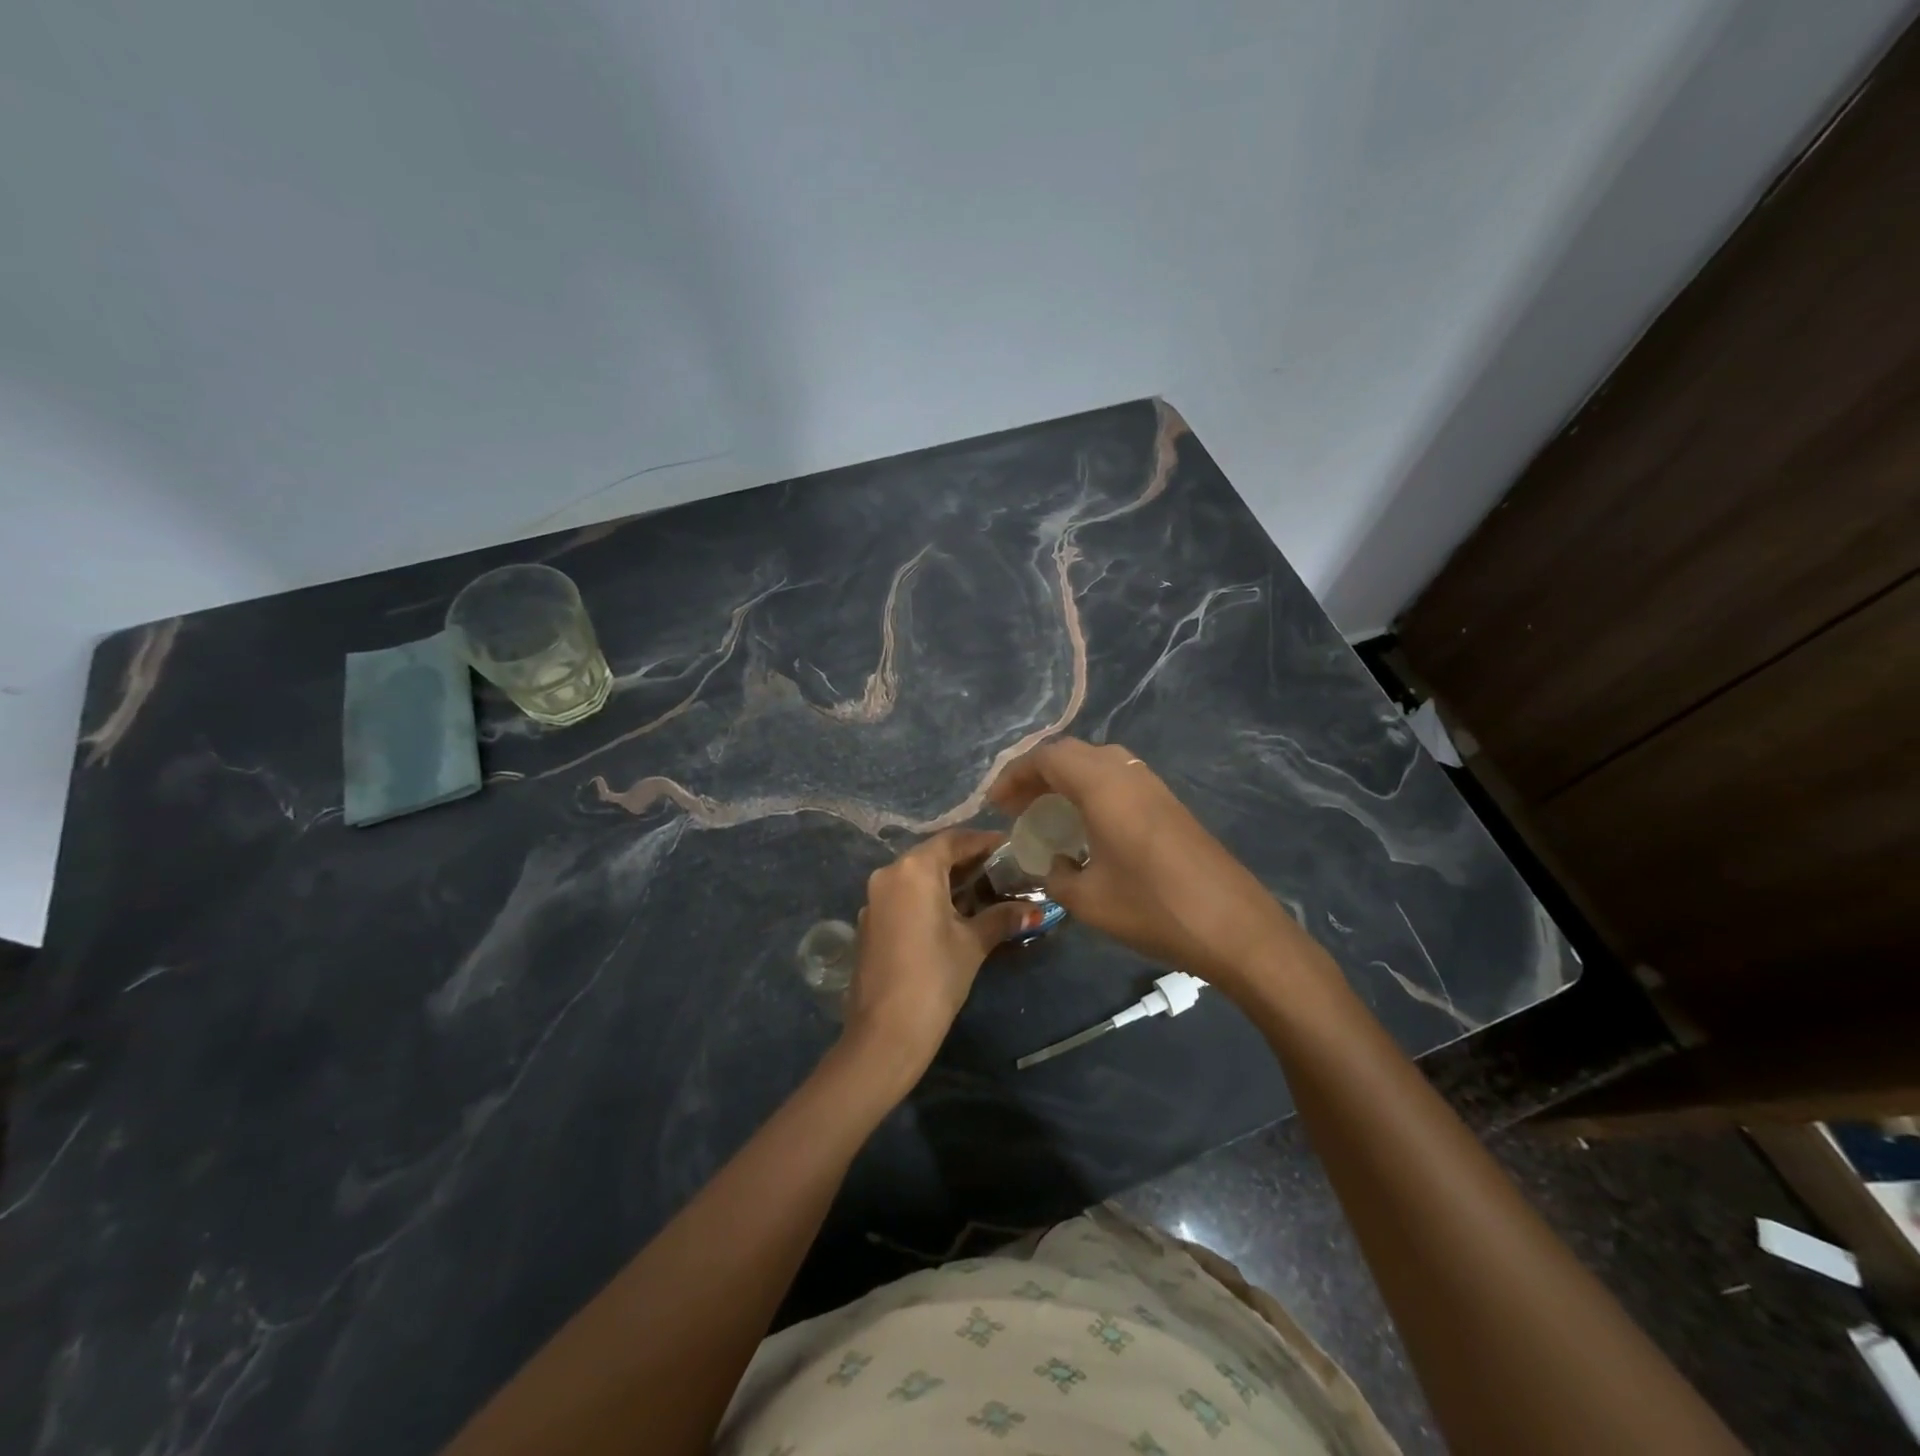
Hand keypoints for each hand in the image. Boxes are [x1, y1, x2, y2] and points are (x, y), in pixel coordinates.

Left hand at [841, 829, 1039, 1083]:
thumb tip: (1035, 910)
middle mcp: (889, 875)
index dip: (983, 841)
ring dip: (947, 881)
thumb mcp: (973, 943)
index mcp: (914, 869)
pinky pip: (904, 897)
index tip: (1010, 847)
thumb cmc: (935, 977)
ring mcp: (874, 900)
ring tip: (983, 892)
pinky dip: (928, 899)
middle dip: (967, 862)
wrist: (886, 1032)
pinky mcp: (870, 923)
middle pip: (933, 856)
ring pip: (916, 878)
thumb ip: (1002, 918)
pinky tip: (953, 916)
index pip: (953, 840)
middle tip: (1001, 870)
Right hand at [990, 738, 1304, 996]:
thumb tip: (1054, 864)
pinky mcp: (1169, 804)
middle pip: (1071, 754)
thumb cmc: (1152, 908)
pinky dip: (1091, 790)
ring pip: (1097, 763)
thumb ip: (1056, 875)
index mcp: (1102, 785)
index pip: (1047, 758)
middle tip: (1016, 806)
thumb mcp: (1087, 900)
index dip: (1014, 775)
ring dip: (1066, 780)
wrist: (1234, 926)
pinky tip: (1087, 825)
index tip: (995, 804)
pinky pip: (1118, 780)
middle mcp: (1127, 773)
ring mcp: (1153, 785)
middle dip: (1037, 774)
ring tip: (1046, 813)